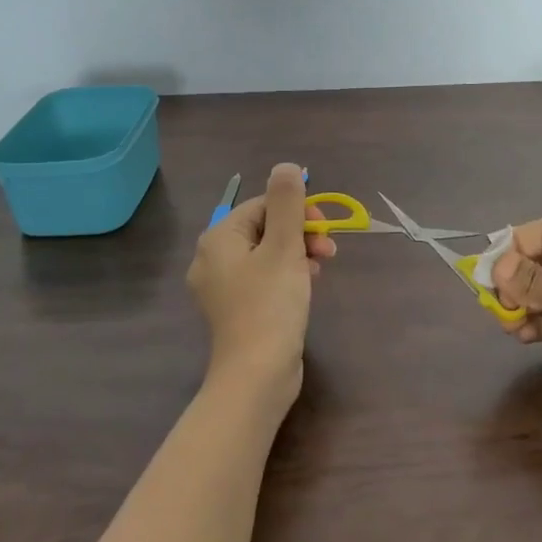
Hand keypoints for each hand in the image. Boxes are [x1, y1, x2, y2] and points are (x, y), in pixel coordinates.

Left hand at [185, 164, 335, 406]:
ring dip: (298, 252)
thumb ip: (287, 202)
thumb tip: (285, 166)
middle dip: (300, 232)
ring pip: (266, 253)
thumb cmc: (270, 305)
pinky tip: (307, 285)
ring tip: (322, 268)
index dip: (297, 210)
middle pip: (264, 227)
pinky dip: (286, 274)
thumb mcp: (284, 247)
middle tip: (328, 250)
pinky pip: (263, 277)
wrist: (256, 375)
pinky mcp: (236, 309)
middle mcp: (213, 259)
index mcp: (219, 239)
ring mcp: (223, 287)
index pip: (262, 204)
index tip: (324, 228)